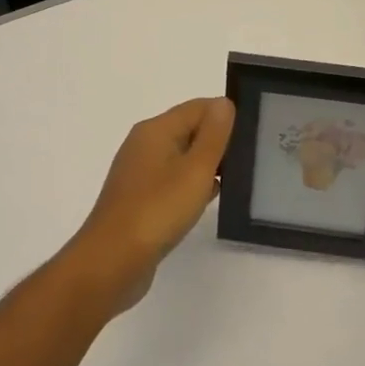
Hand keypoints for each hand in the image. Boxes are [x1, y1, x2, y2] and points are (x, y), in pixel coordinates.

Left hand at [68, 97, 235, 310]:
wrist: (112, 262)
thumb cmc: (157, 210)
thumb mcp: (195, 169)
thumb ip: (213, 135)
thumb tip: (224, 103)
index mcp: (155, 130)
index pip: (198, 107)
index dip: (226, 116)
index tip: (253, 135)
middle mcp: (144, 145)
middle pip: (189, 129)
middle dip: (218, 141)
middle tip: (251, 158)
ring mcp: (139, 173)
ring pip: (181, 157)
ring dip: (206, 165)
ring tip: (237, 179)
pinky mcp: (139, 199)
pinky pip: (172, 181)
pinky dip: (191, 186)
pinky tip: (208, 201)